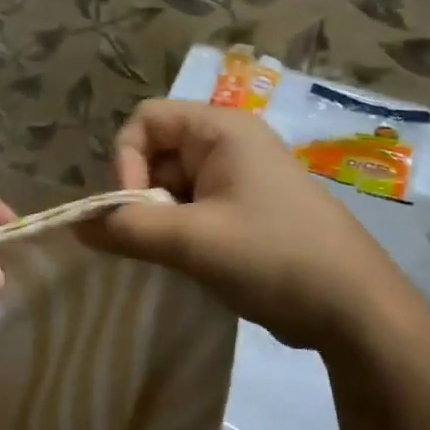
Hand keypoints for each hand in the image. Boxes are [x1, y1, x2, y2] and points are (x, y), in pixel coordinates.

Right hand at [93, 100, 411, 350]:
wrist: (352, 307)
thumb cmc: (273, 257)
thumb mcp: (192, 241)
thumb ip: (127, 228)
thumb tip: (77, 226)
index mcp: (221, 130)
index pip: (144, 121)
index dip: (126, 162)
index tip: (133, 209)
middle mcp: (229, 144)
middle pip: (155, 154)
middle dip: (141, 197)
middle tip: (153, 240)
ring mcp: (238, 178)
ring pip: (170, 186)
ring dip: (159, 220)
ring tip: (176, 256)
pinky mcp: (244, 210)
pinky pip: (191, 208)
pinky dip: (178, 232)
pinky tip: (189, 262)